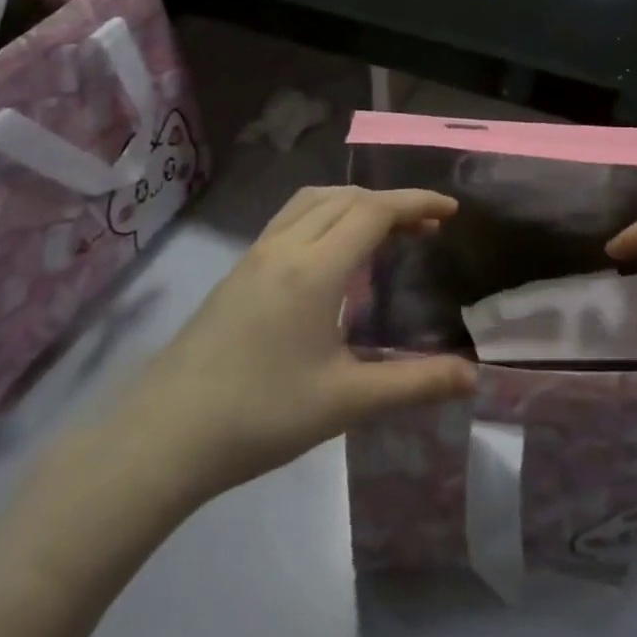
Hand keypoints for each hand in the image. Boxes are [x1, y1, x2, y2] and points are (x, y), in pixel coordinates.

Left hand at [96, 187, 476, 513]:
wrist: (162, 439)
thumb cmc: (260, 416)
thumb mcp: (347, 402)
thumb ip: (415, 384)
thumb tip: (474, 378)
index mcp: (314, 268)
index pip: (374, 211)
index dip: (416, 203)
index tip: (451, 210)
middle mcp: (284, 247)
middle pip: (346, 197)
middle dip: (392, 203)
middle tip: (426, 229)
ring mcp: (254, 256)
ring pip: (313, 201)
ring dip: (355, 203)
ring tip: (384, 231)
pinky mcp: (237, 273)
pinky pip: (291, 219)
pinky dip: (326, 215)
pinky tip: (332, 257)